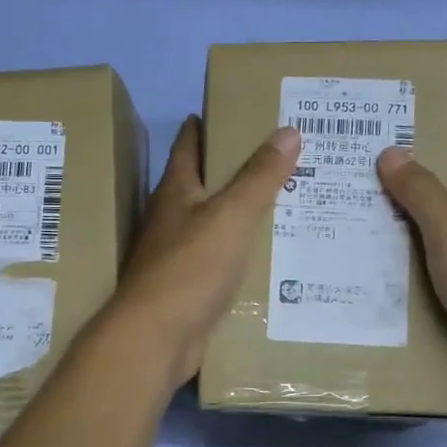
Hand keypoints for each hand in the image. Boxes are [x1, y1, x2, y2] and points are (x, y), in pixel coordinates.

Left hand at [103, 116, 301, 389]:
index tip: (225, 109)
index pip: (188, 146)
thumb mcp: (231, 215)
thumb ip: (259, 176)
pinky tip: (265, 255)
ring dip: (237, 213)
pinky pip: (219, 260)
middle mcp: (171, 219)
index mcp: (175, 192)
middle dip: (230, 169)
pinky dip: (239, 252)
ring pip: (212, 224)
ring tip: (280, 203)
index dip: (203, 125)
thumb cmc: (191, 267)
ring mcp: (177, 256)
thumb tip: (287, 130)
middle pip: (201, 184)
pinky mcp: (188, 288)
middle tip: (274, 157)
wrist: (158, 337)